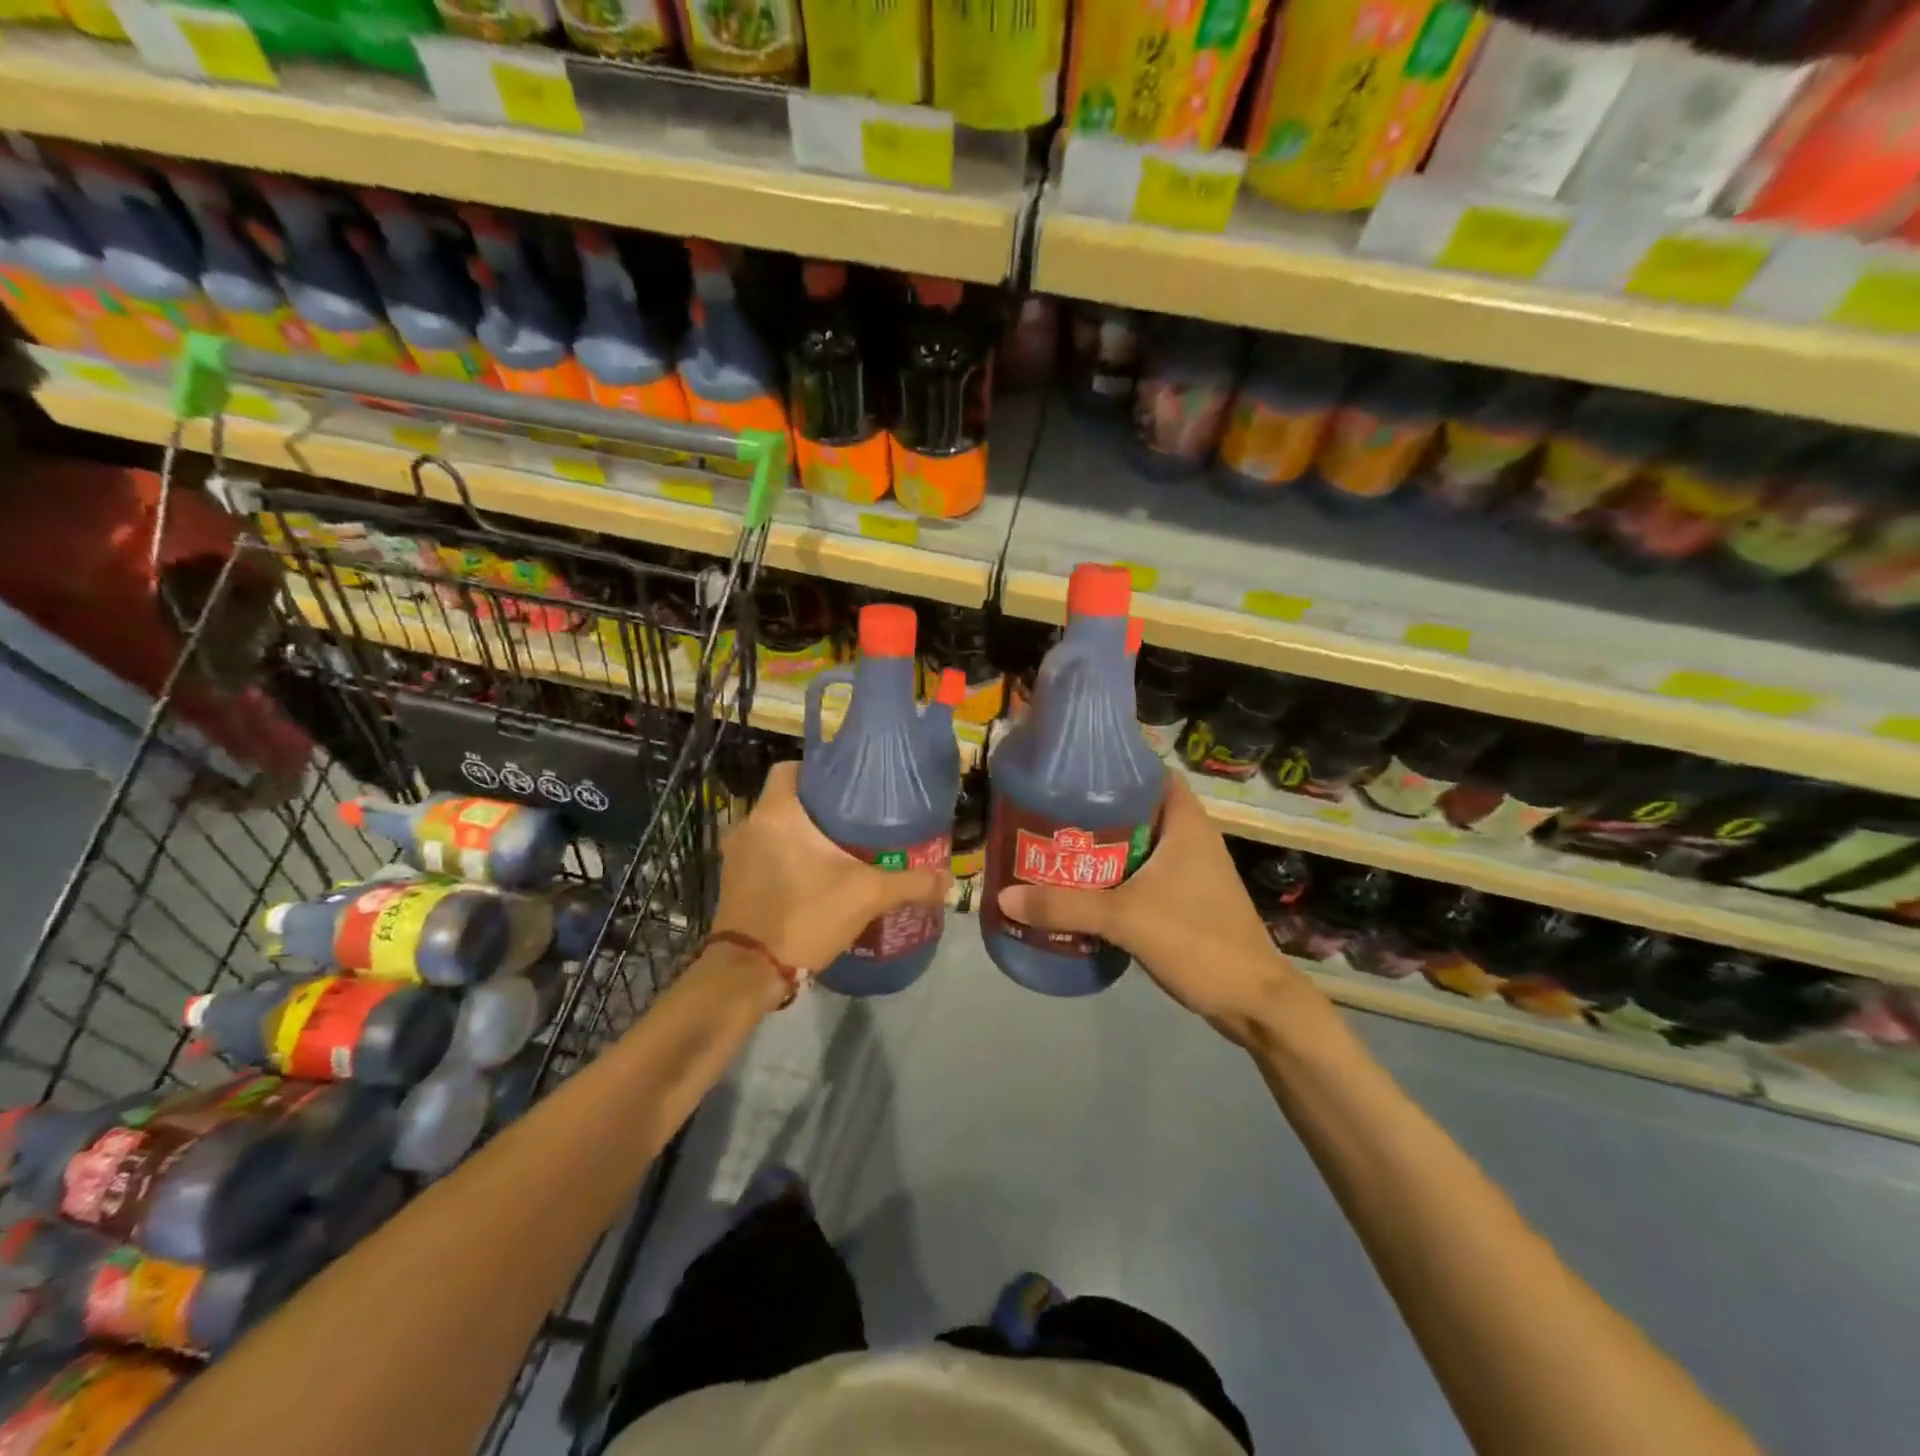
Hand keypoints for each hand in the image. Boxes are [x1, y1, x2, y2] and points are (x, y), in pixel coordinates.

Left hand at [710, 761, 951, 986]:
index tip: (848, 785)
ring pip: (773, 829)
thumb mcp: (867, 896)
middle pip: (786, 799)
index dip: (819, 770)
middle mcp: (749, 824)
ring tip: (838, 848)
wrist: (749, 972)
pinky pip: (762, 854)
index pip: (791, 768)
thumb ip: (910, 883)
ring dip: (800, 835)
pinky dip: (785, 858)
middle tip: (855, 819)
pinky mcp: (732, 881)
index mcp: (777, 812)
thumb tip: (947, 881)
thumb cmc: (805, 915)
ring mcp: (735, 855)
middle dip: (818, 807)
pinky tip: (813, 876)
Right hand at [997, 774, 1308, 1043]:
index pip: (1148, 772)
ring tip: (1055, 848)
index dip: (1112, 768)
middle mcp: (1190, 838)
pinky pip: (1142, 874)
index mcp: (1186, 823)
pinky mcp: (1185, 899)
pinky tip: (1081, 889)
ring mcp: (1190, 870)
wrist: (1252, 1003)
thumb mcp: (1125, 918)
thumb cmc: (1198, 941)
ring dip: (1102, 847)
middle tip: (1048, 814)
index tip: (1069, 774)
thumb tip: (1004, 897)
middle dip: (1094, 811)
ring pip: (1138, 844)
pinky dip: (1114, 876)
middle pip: (1136, 809)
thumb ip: (1065, 905)